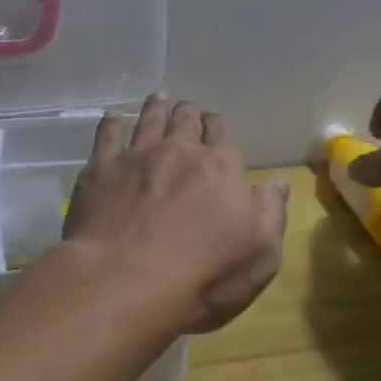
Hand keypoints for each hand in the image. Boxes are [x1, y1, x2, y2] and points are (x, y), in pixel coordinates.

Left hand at [63, 94, 290, 333]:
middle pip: (185, 118)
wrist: (125, 281)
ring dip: (156, 107)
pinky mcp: (101, 169)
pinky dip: (112, 122)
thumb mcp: (260, 255)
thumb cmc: (204, 276)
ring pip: (148, 119)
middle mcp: (178, 150)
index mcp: (220, 166)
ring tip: (158, 98)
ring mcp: (136, 156)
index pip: (222, 131)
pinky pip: (107, 134)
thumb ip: (271, 213)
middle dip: (189, 112)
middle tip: (187, 112)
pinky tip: (112, 118)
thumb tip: (278, 182)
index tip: (215, 126)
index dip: (218, 126)